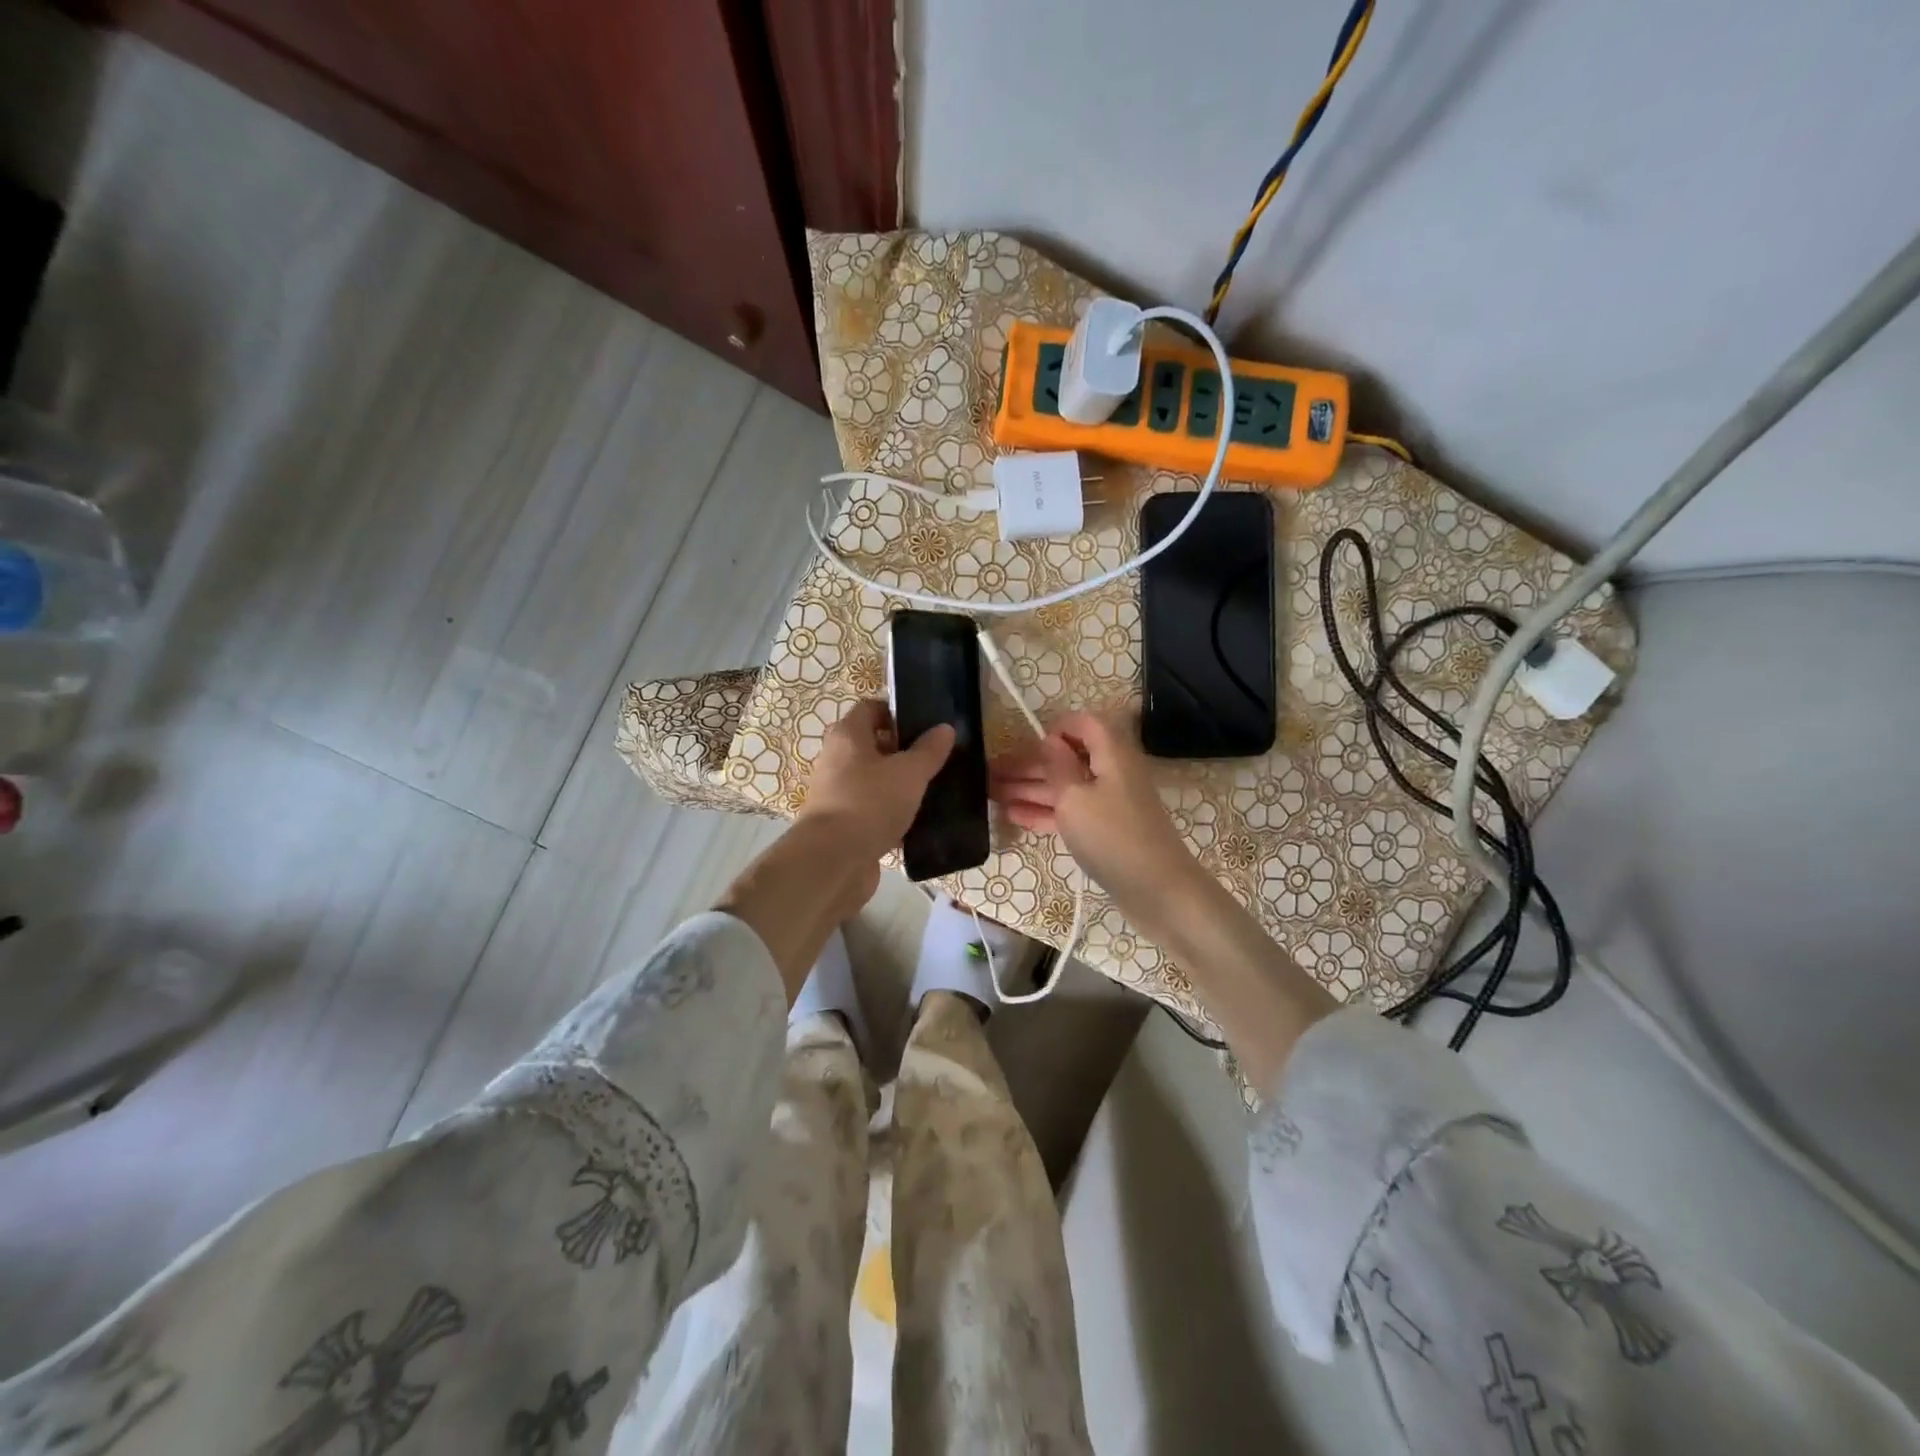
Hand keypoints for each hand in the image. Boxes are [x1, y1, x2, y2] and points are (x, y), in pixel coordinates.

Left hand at [719, 701, 953, 997]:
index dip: (898, 712)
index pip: (871, 709)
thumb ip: (929, 750)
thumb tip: (945, 728)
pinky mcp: (843, 824)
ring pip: (874, 780)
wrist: (833, 861)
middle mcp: (837, 759)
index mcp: (848, 735)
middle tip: (937, 758)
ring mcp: (838, 793)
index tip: (927, 725)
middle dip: (904, 751)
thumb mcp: (909, 773)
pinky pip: (872, 809)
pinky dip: (892, 813)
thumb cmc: (870, 803)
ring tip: (934, 789)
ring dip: (899, 784)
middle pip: (873, 745)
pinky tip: (919, 821)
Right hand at [995, 712, 1334, 1088]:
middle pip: (1068, 758)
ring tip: (992, 794)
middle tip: (990, 773)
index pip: (1085, 724)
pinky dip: (1044, 812)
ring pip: (1066, 788)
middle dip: (1030, 764)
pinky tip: (1014, 816)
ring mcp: (1110, 804)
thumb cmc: (1112, 837)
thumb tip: (1051, 740)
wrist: (1158, 892)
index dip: (1056, 727)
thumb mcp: (1075, 798)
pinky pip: (1071, 812)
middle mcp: (1112, 773)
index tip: (1025, 741)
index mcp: (1111, 754)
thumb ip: (1059, 766)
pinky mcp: (1106, 831)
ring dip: (1030, 789)